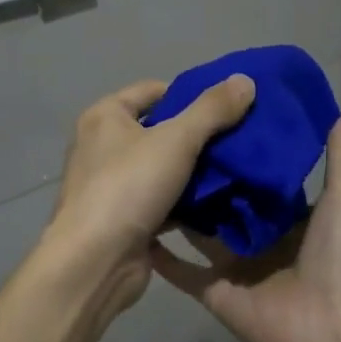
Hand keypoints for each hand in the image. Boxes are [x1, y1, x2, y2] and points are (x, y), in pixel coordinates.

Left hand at [42, 75, 255, 315]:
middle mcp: (103, 145)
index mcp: (105, 116)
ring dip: (195, 170)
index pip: (154, 90)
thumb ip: (212, 109)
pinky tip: (219, 202)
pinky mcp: (124, 217)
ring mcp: (112, 184)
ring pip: (163, 167)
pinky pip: (162, 199)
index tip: (227, 106)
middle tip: (240, 138)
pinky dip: (186, 200)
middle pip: (160, 129)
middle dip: (198, 134)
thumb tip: (245, 80)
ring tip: (238, 168)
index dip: (190, 94)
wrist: (95, 262)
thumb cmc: (129, 187)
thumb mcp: (176, 139)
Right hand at [148, 105, 340, 341]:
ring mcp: (233, 265)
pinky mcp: (213, 290)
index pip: (259, 177)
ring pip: (199, 231)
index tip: (218, 118)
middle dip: (205, 175)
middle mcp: (258, 238)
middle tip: (174, 138)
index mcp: (289, 217)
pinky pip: (181, 270)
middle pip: (225, 202)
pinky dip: (160, 253)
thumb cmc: (340, 258)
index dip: (242, 150)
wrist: (331, 329)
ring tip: (149, 170)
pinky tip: (137, 223)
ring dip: (179, 208)